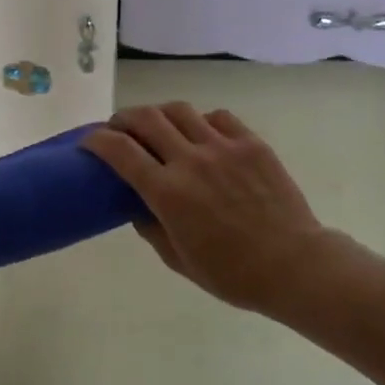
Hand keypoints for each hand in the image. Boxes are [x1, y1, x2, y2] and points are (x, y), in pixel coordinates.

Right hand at [83, 104, 359, 319]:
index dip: (97, 140)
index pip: (119, 150)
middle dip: (123, 119)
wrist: (295, 266)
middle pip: (145, 118)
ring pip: (179, 110)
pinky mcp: (250, 143)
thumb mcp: (178, 260)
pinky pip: (217, 117)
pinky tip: (202, 134)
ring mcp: (222, 147)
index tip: (89, 141)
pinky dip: (201, 121)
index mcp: (167, 192)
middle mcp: (190, 160)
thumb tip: (136, 204)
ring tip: (158, 126)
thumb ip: (150, 227)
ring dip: (160, 114)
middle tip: (120, 128)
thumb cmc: (232, 274)